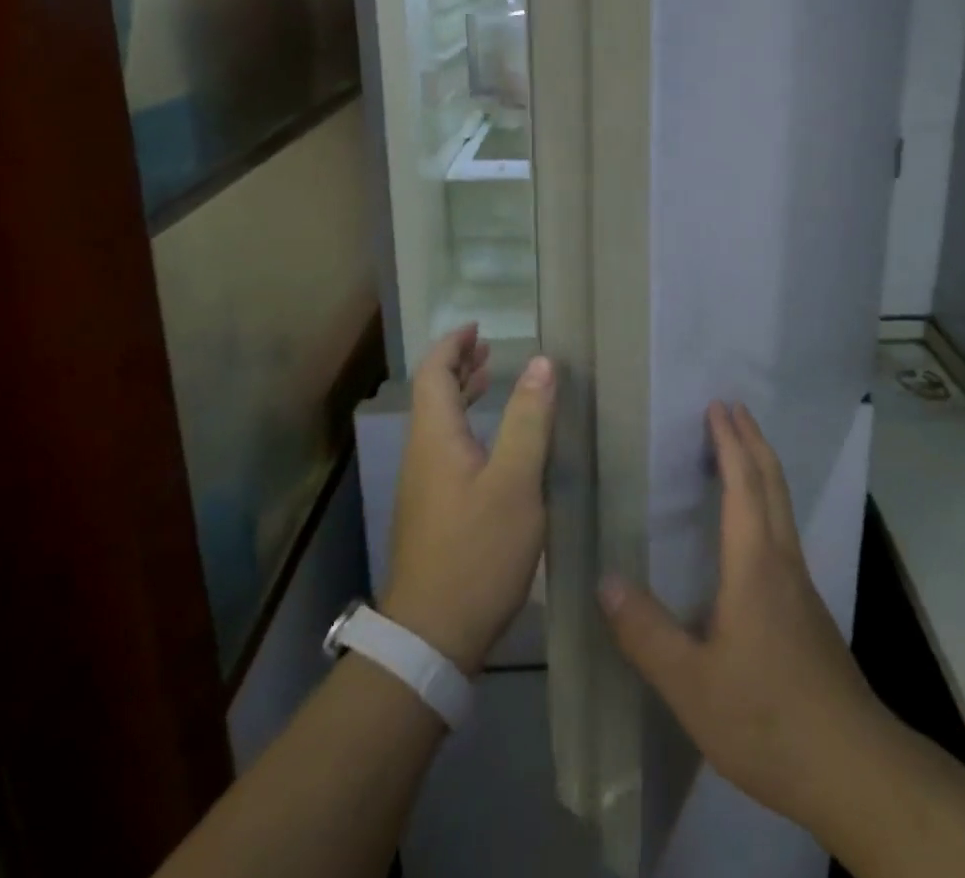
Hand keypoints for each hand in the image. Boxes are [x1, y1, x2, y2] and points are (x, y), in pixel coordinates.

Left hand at [381, 325, 554, 674]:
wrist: (433, 637)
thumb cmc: (477, 551)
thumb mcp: (516, 482)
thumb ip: (529, 419)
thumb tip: (542, 362)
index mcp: (435, 437)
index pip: (433, 373)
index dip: (453, 346)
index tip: (477, 328)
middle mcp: (422, 454)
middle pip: (432, 395)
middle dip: (458, 366)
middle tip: (488, 349)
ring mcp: (424, 486)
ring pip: (438, 424)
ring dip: (462, 396)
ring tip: (490, 381)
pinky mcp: (432, 513)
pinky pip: (446, 449)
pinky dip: (466, 427)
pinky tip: (492, 445)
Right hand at [599, 402, 886, 831]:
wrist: (853, 767)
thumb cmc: (766, 718)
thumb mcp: (691, 684)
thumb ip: (646, 633)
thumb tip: (605, 580)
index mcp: (754, 564)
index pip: (742, 484)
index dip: (729, 442)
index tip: (717, 406)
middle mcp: (782, 560)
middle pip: (772, 482)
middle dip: (752, 439)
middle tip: (732, 407)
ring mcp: (801, 584)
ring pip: (783, 505)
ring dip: (763, 466)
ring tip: (741, 449)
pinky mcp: (809, 609)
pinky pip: (784, 530)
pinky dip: (767, 500)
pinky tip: (753, 526)